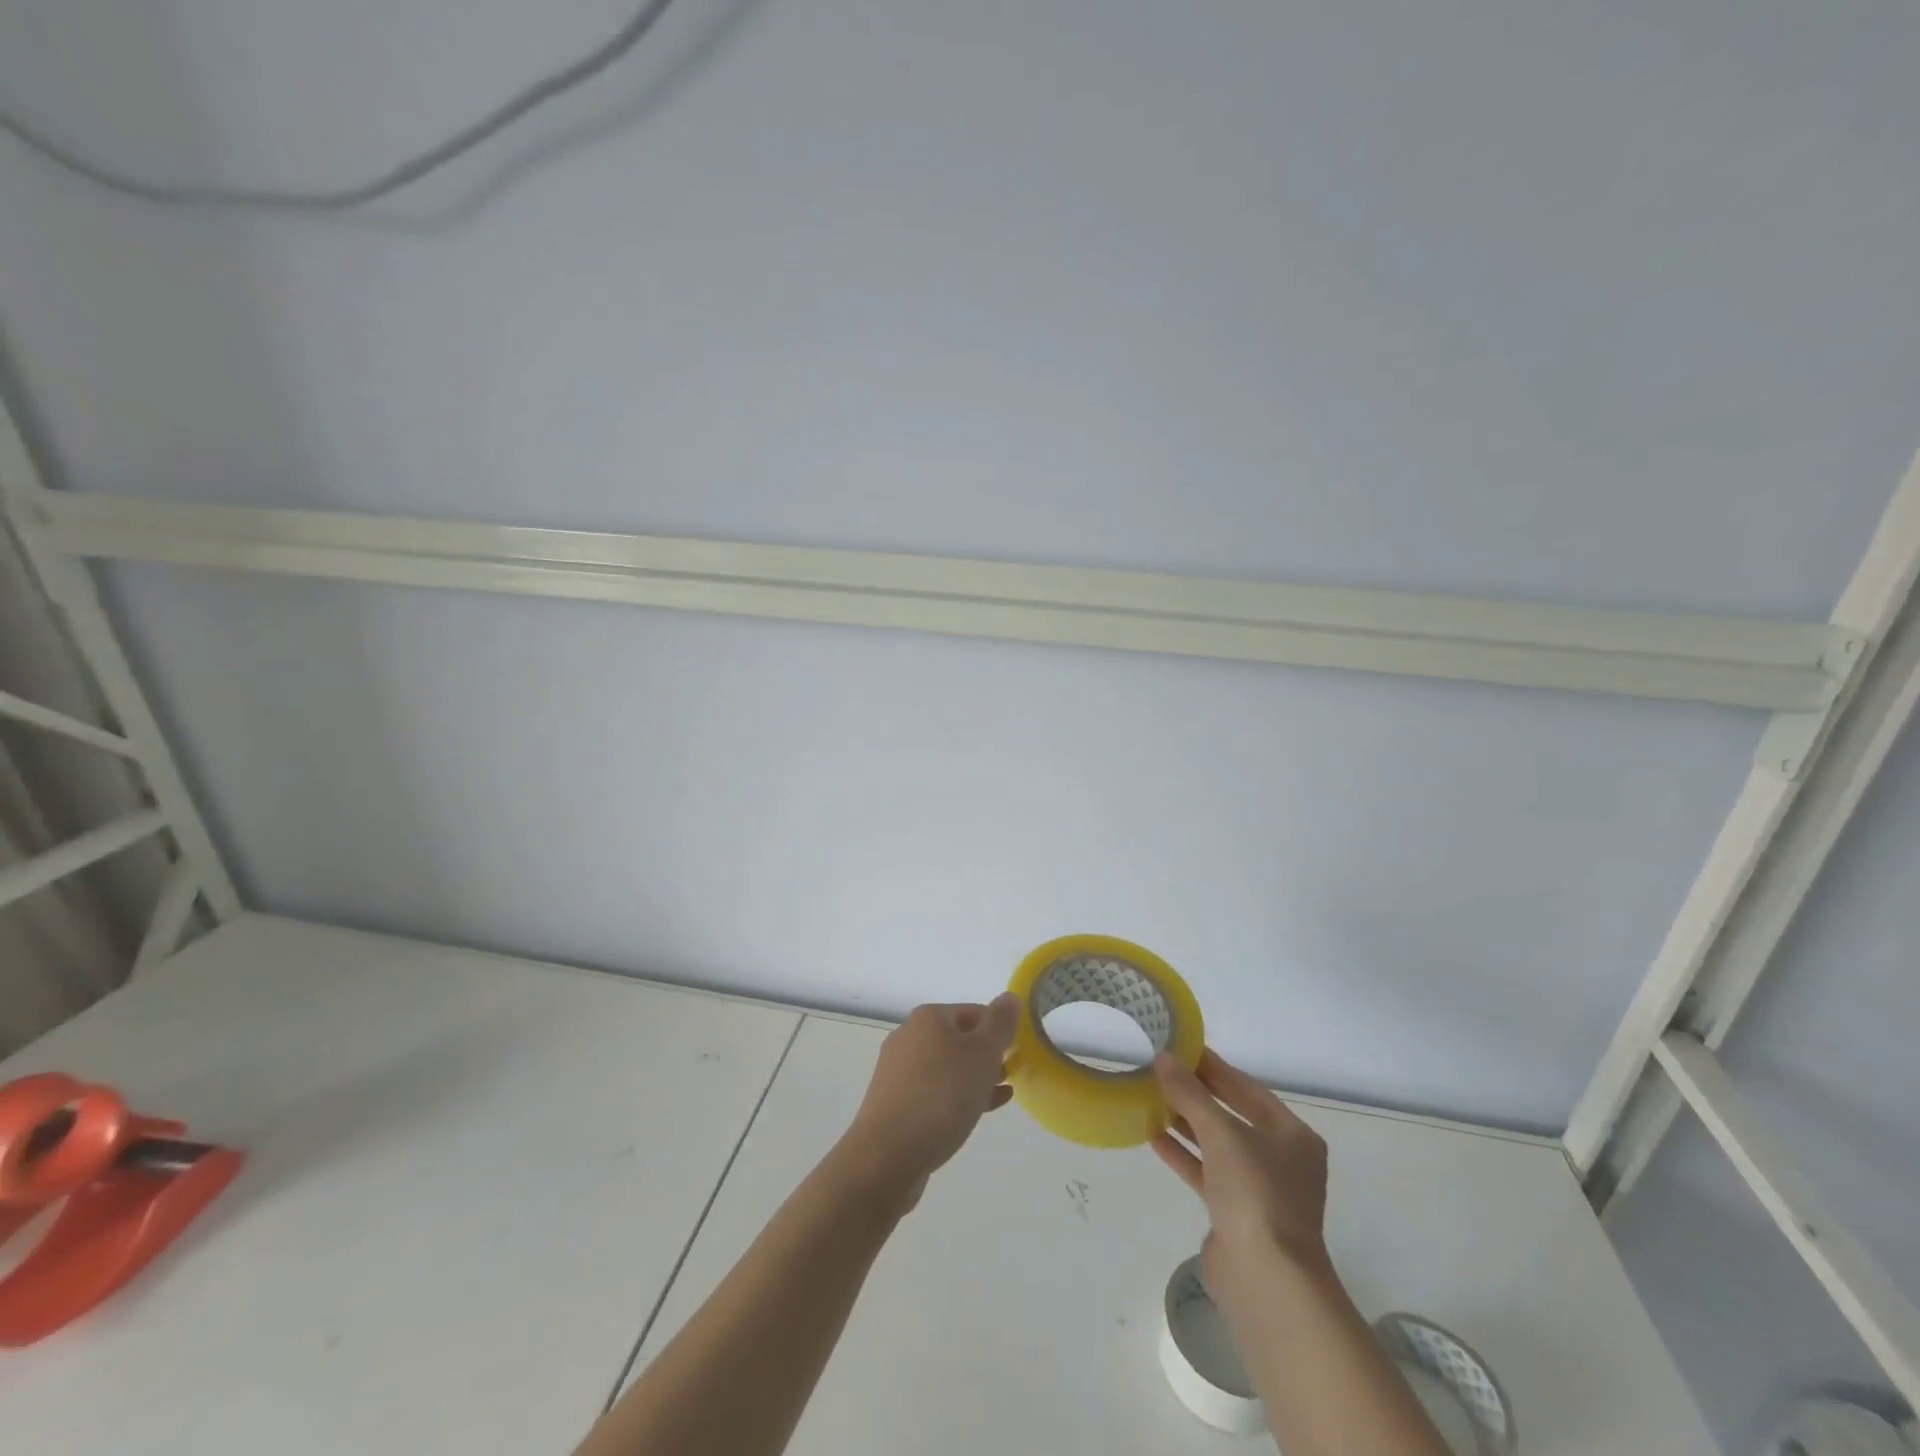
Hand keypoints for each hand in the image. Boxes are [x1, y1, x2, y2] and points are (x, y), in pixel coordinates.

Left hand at [840, 995, 1019, 1210]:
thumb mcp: (982, 1054)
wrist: (887, 1155)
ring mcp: (899, 1071)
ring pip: (947, 1067)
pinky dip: (958, 1096)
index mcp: (928, 1017)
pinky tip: (979, 1112)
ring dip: (975, 1077)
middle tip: (1011, 1074)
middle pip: (959, 1038)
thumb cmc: (941, 1096)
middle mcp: (909, 1037)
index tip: (1019, 1052)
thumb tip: (1009, 997)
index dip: (999, 1029)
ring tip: (1001, 1093)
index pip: (975, 1011)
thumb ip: (999, 1024)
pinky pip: (934, 1092)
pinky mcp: (895, 1103)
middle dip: (987, 1055)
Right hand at [1151, 1049, 1331, 1293]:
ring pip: (1217, 1144)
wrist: (1266, 1281)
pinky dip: (1183, 1154)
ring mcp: (1260, 1190)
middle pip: (1232, 1115)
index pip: (1248, 1089)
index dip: (1214, 1067)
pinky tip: (1153, 1136)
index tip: (1182, 1047)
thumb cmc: (1255, 1194)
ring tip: (1151, 1098)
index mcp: (1293, 1136)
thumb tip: (1163, 1058)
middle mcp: (1281, 1160)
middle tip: (1161, 1070)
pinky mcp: (1236, 1215)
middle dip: (1197, 1094)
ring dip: (1186, 1123)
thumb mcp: (1221, 1133)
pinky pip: (1206, 1172)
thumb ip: (1190, 1094)